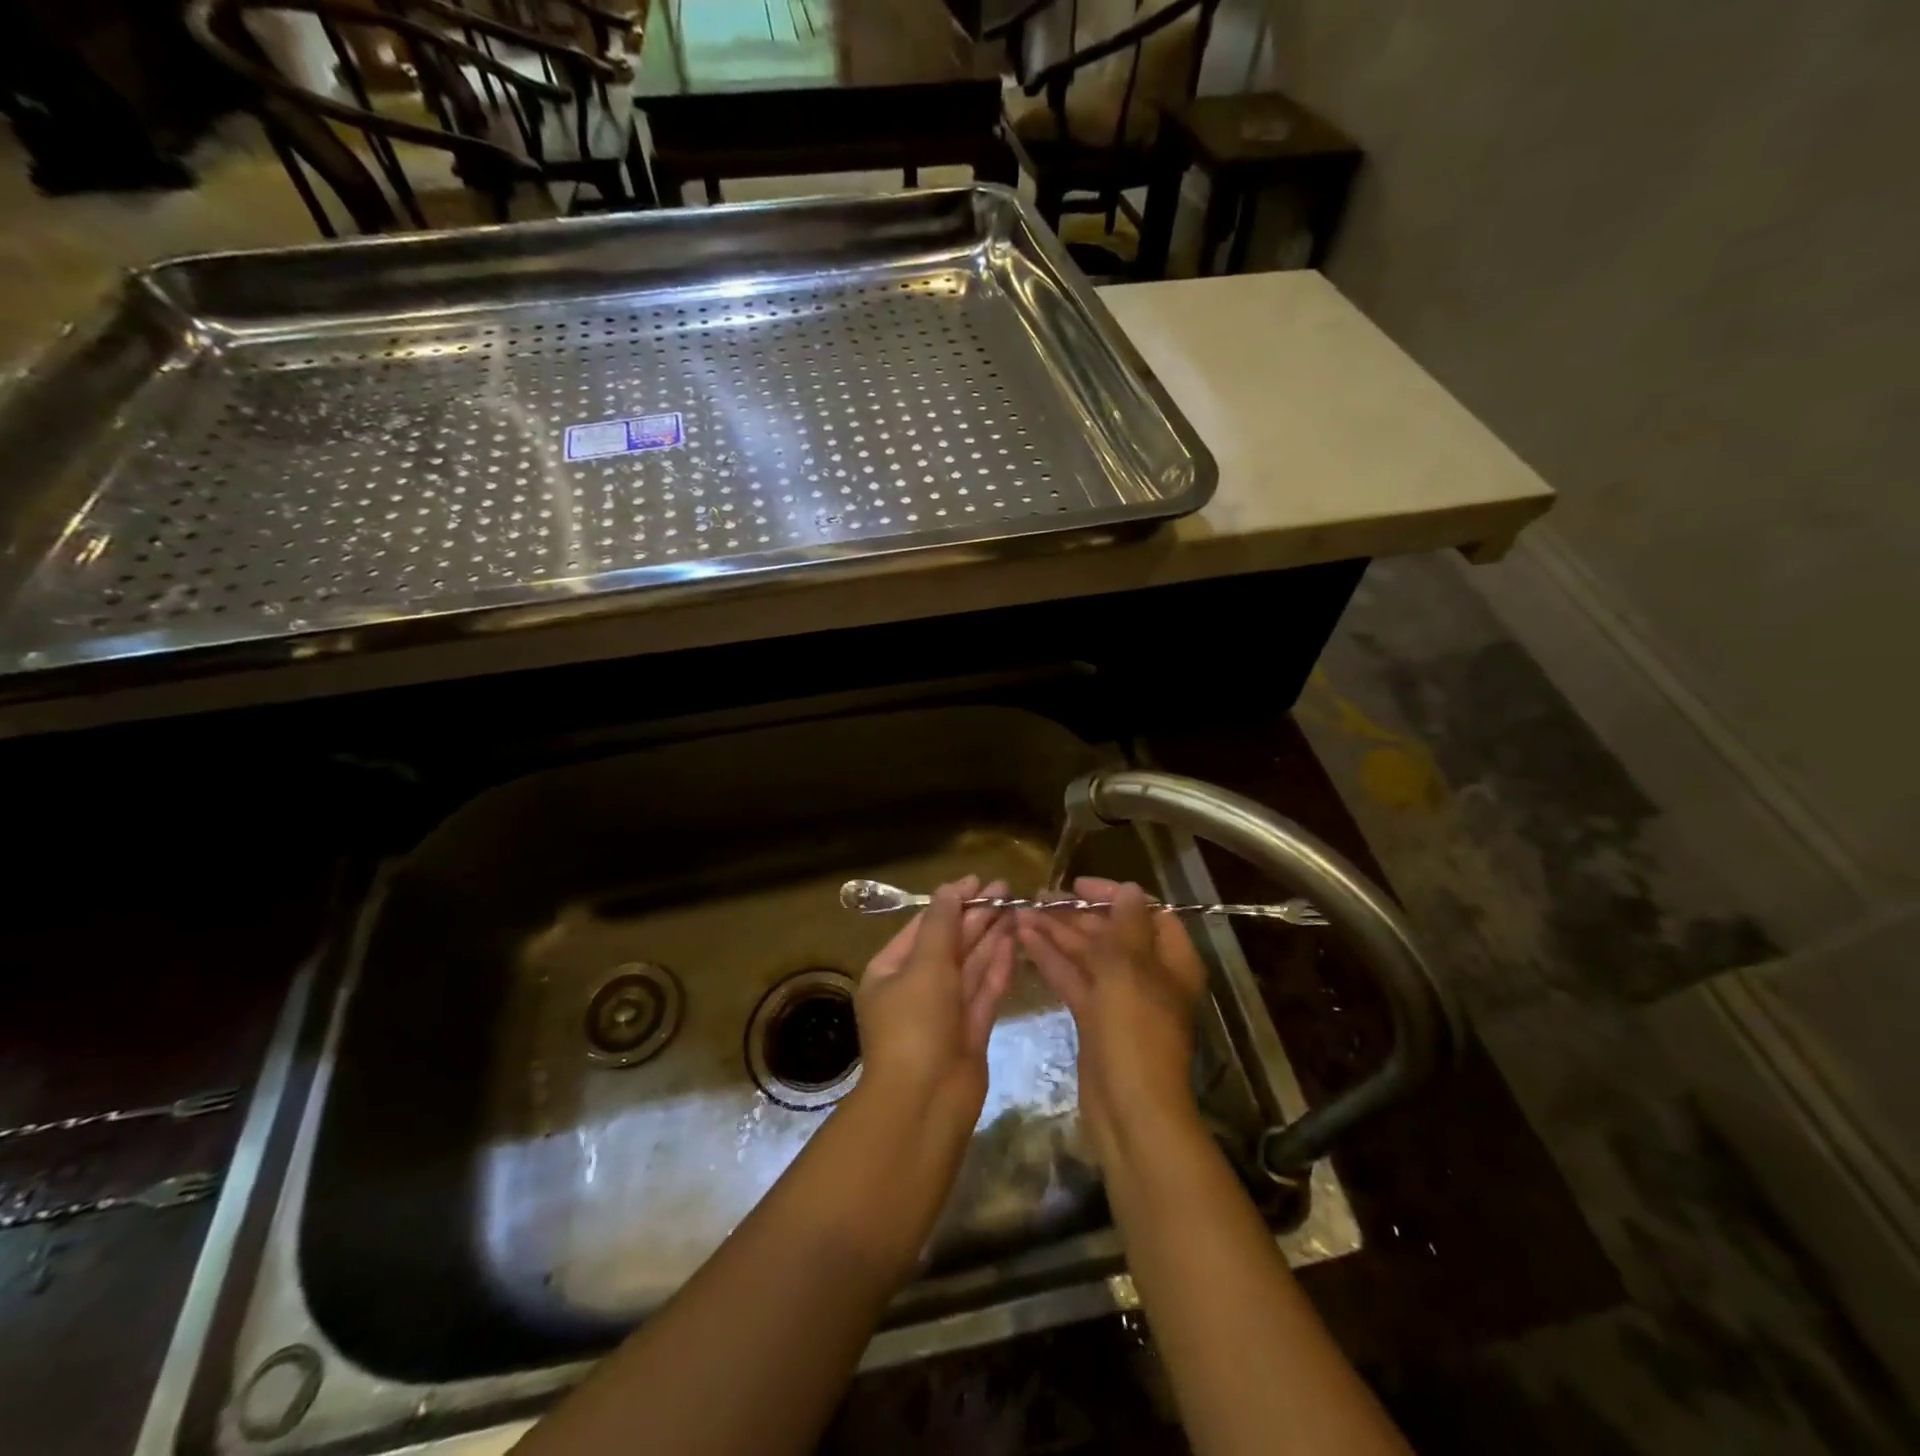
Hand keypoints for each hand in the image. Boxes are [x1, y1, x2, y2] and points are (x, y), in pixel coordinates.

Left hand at [855, 877, 1015, 1123]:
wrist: (925, 1101)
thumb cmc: (915, 1024)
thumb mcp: (925, 965)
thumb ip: (942, 925)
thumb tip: (950, 889)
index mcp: (890, 971)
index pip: (923, 926)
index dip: (951, 901)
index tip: (978, 880)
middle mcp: (915, 988)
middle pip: (949, 944)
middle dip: (976, 916)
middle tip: (1006, 890)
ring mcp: (944, 1012)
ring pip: (970, 966)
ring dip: (990, 937)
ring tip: (1016, 908)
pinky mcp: (970, 1031)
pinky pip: (984, 990)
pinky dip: (997, 967)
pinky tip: (1014, 942)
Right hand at [1016, 878, 1207, 1166]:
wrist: (1130, 1109)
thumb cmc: (1136, 1030)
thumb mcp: (1130, 968)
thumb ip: (1126, 923)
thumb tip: (1128, 889)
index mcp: (1170, 959)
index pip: (1144, 911)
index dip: (1112, 894)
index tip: (1077, 885)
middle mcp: (1148, 974)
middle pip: (1111, 932)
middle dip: (1075, 914)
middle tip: (1036, 898)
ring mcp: (1120, 998)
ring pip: (1087, 956)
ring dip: (1057, 935)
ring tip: (1020, 914)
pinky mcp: (1096, 1019)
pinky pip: (1074, 980)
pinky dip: (1052, 961)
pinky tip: (1025, 942)